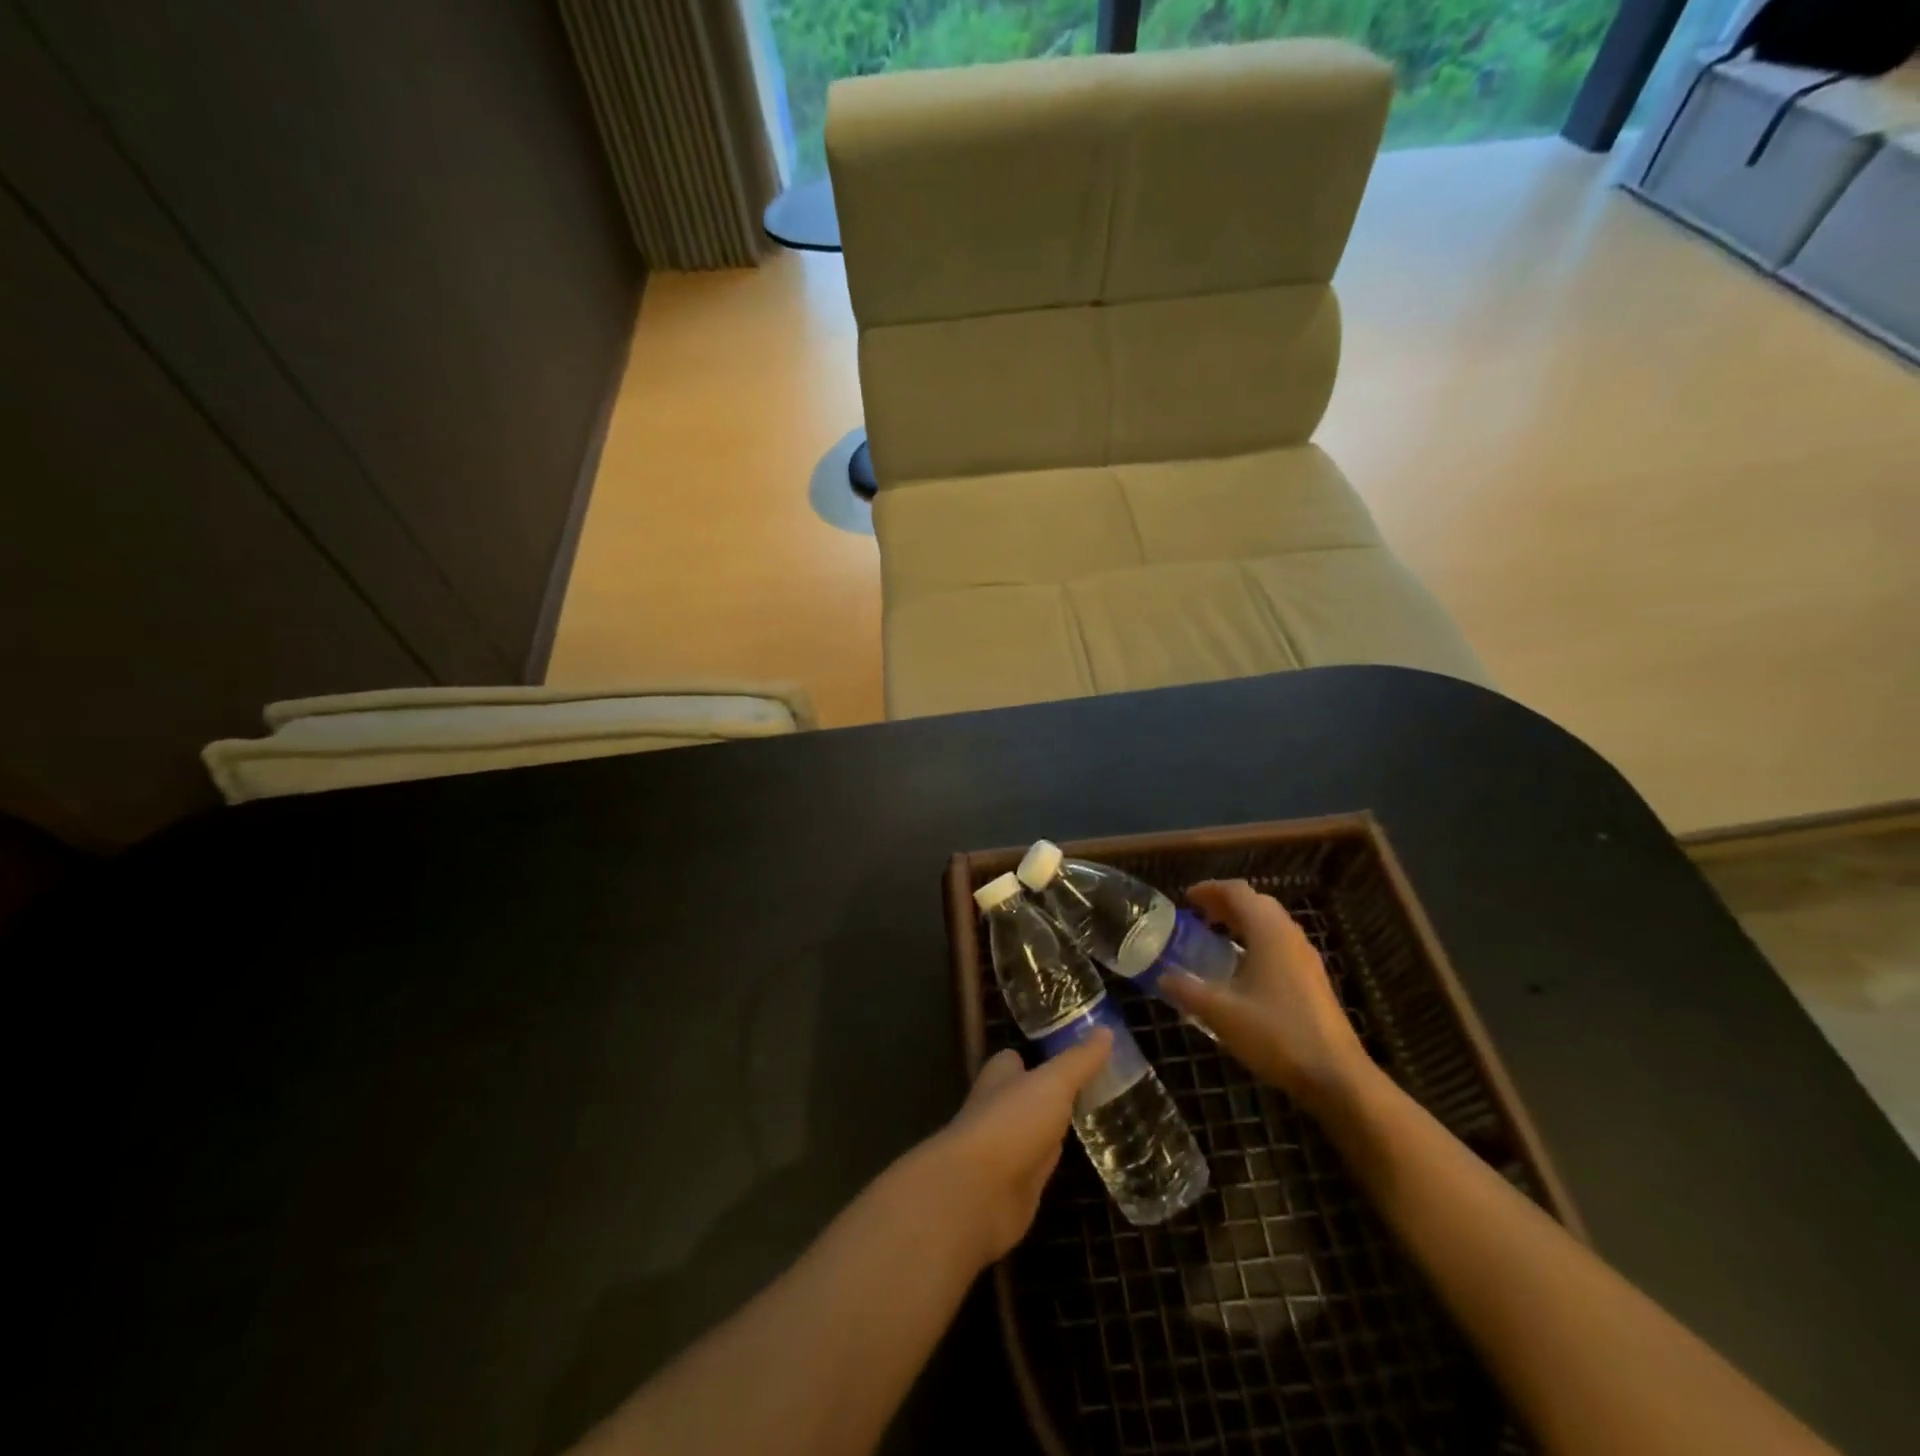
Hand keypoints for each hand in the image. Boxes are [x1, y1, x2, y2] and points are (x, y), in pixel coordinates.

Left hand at [923, 1031, 1112, 1267]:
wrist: (979, 1193)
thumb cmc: (1012, 1122)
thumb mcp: (1053, 1083)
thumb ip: (1079, 1061)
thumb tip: (1106, 1030)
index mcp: (1000, 1077)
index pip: (1016, 1059)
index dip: (1039, 1055)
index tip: (1072, 1054)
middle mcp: (999, 1109)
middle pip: (1027, 1095)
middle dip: (1051, 1092)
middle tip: (1093, 1087)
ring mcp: (1005, 1149)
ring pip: (1034, 1131)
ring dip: (1054, 1128)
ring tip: (1094, 1119)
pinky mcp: (1015, 1185)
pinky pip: (1039, 1166)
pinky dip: (1055, 1162)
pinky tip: (1078, 1160)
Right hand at [1161, 879, 1371, 1111]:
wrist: (1336, 1076)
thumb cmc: (1276, 1034)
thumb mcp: (1220, 1012)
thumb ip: (1187, 990)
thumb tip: (1162, 977)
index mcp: (1268, 932)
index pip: (1237, 892)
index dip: (1209, 889)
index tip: (1186, 899)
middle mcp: (1290, 936)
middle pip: (1257, 903)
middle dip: (1226, 903)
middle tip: (1199, 916)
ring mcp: (1306, 957)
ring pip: (1271, 924)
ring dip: (1243, 922)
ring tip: (1217, 938)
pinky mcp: (1314, 979)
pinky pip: (1281, 944)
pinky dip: (1257, 941)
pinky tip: (1243, 969)